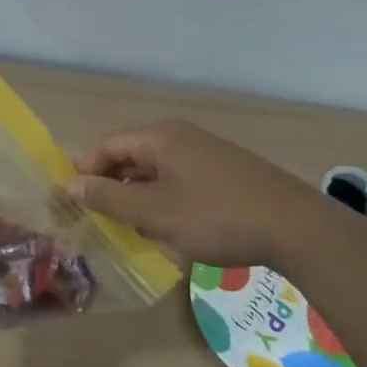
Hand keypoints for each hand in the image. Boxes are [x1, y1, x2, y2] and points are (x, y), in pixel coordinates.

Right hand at [68, 120, 329, 269]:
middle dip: (111, 186)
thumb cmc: (215, 216)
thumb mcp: (154, 212)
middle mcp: (181, 137)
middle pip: (131, 156)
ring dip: (138, 197)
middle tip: (98, 220)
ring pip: (156, 171)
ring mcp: (206, 153)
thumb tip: (73, 184)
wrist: (294, 227)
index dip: (86, 172)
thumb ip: (110, 197)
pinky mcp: (225, 172)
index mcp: (160, 138)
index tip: (72, 203)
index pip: (107, 146)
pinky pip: (180, 180)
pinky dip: (164, 200)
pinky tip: (169, 228)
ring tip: (130, 230)